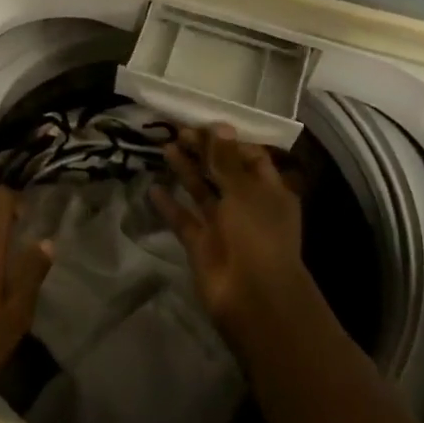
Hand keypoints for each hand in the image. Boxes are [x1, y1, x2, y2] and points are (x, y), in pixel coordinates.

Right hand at [152, 124, 315, 352]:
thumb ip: (227, 159)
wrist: (252, 296)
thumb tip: (220, 126)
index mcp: (269, 191)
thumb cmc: (257, 234)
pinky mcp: (202, 244)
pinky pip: (184, 219)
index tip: (205, 126)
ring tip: (166, 148)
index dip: (229, 141)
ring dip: (186, 171)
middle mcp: (248, 206)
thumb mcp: (244, 190)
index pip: (251, 157)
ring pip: (202, 192)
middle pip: (223, 172)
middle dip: (204, 152)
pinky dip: (170, 205)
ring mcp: (224, 226)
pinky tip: (154, 188)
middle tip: (178, 132)